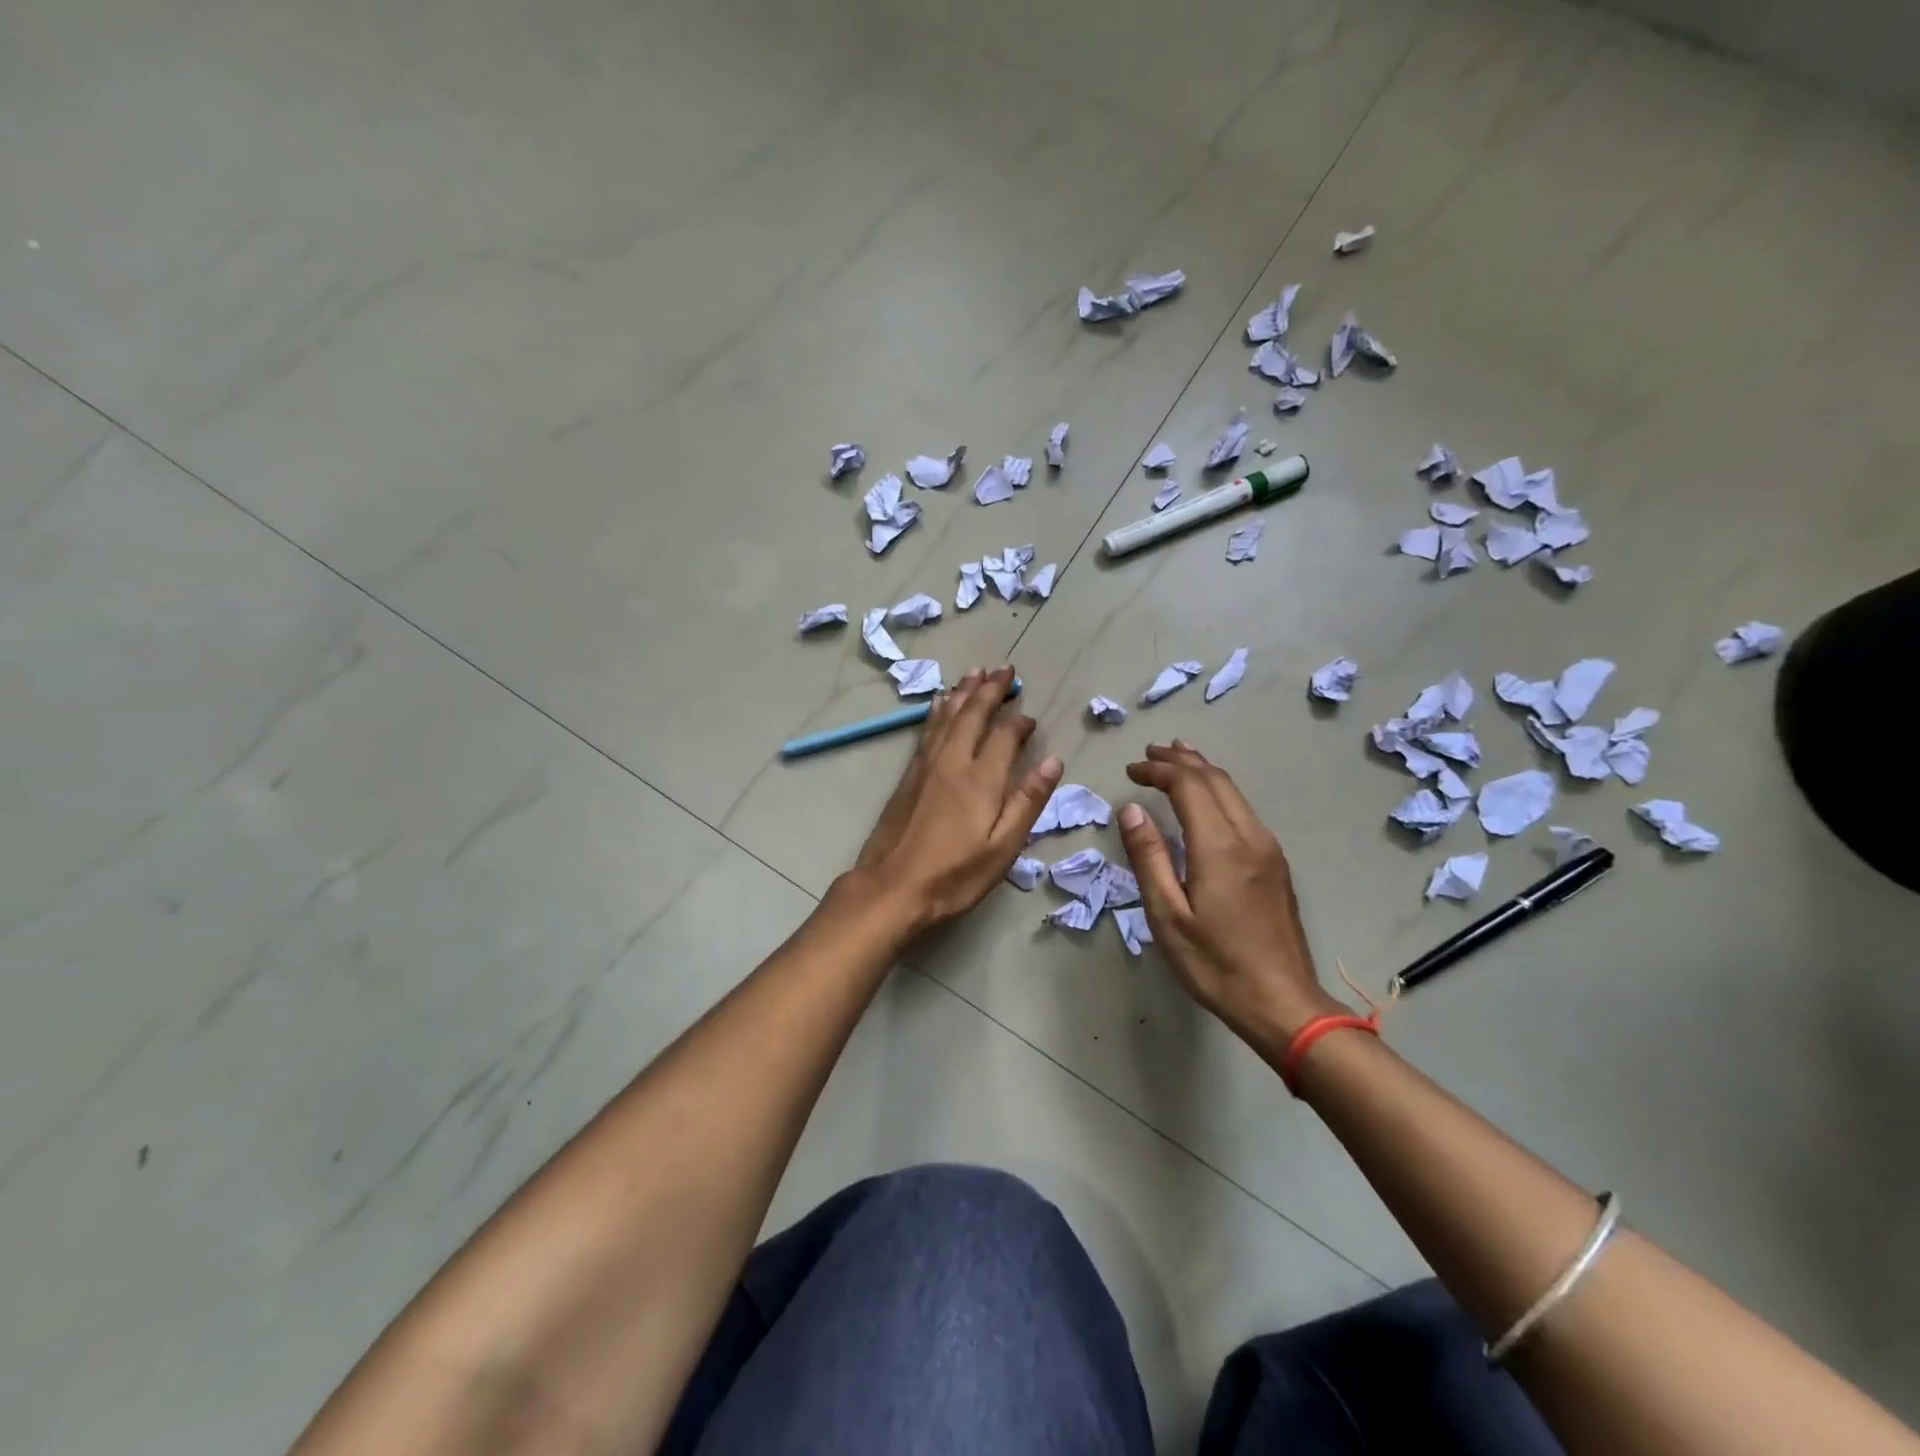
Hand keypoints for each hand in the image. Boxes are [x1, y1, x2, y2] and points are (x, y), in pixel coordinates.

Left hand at [850, 667, 1063, 931]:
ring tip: (975, 672)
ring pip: (948, 716)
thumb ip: (1028, 801)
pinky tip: (940, 703)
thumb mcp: (1003, 847)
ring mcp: (926, 765)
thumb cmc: (955, 874)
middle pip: (973, 714)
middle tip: (1004, 668)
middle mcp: (953, 761)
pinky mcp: (909, 775)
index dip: (1020, 723)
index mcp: (981, 779)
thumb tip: (1052, 760)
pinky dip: (938, 711)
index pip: (1005, 736)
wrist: (892, 887)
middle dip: (990, 689)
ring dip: (964, 692)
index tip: (1031, 719)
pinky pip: (928, 729)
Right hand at [1119, 742, 1344, 1058]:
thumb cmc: (1216, 963)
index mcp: (1220, 846)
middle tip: (1149, 754)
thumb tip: (1131, 810)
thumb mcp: (1168, 917)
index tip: (1131, 770)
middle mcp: (1250, 836)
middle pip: (1216, 779)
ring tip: (1177, 758)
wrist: (1283, 1002)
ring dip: (1203, 770)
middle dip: (1181, 760)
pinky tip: (1207, 797)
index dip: (1158, 770)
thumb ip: (1149, 858)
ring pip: (1234, 792)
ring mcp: (1268, 849)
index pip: (1189, 785)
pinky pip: (1244, 809)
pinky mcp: (1275, 863)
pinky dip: (1218, 791)